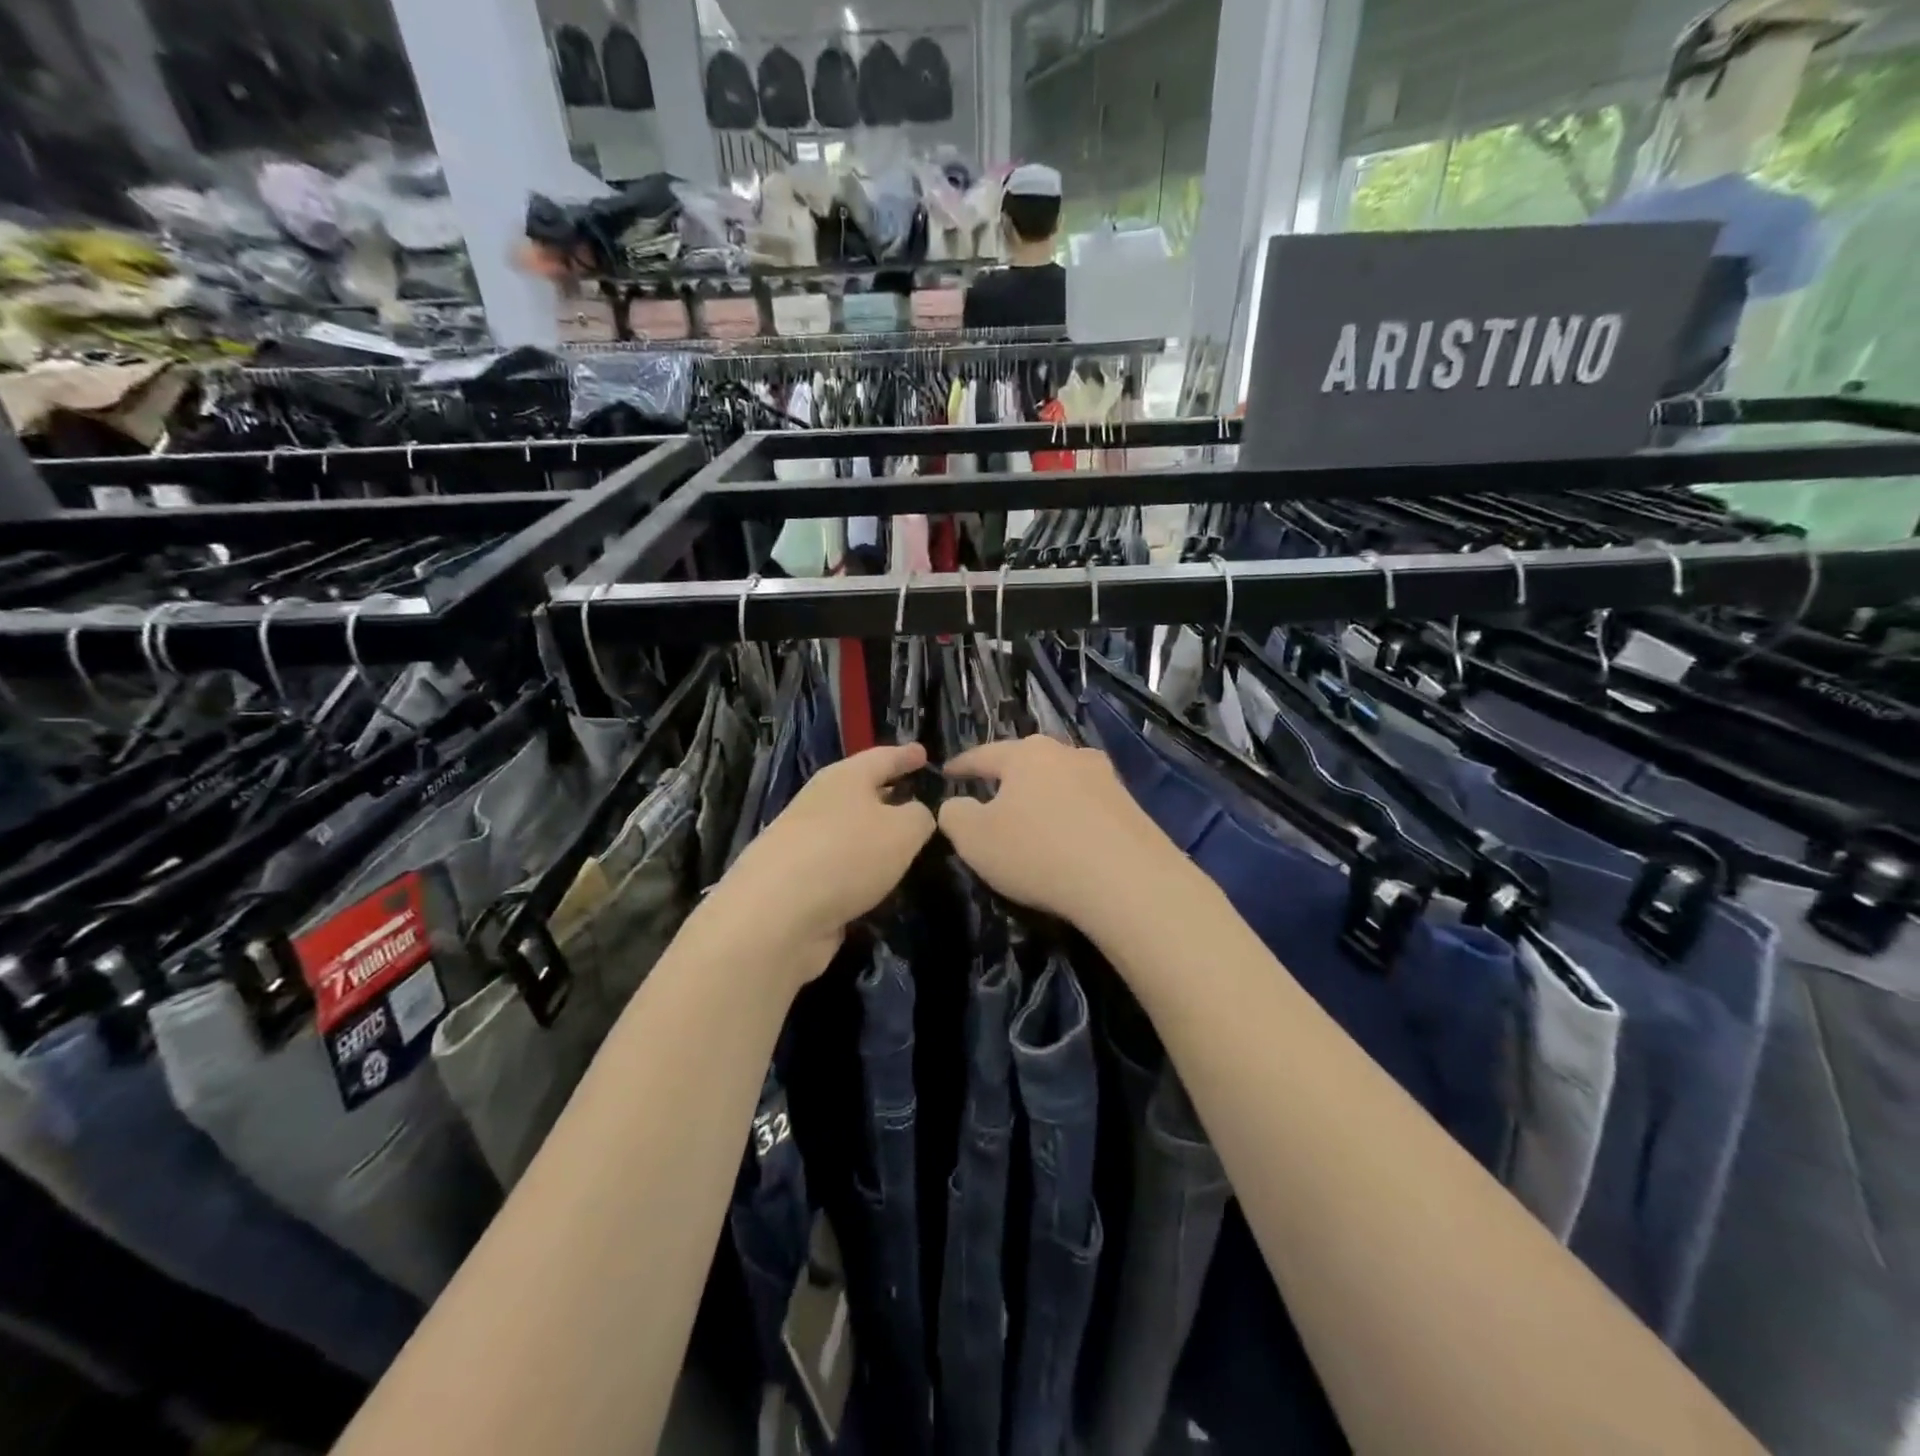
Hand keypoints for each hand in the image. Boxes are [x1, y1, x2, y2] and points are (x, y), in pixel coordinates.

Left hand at [713, 742, 937, 979]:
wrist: (775, 915)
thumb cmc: (847, 855)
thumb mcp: (903, 831)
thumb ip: (920, 817)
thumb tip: (916, 815)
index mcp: (844, 778)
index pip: (882, 757)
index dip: (906, 756)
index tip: (924, 753)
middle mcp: (820, 803)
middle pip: (861, 792)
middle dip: (889, 795)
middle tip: (920, 800)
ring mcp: (804, 842)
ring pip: (850, 831)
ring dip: (874, 836)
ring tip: (905, 845)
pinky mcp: (797, 881)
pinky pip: (840, 865)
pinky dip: (860, 869)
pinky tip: (878, 883)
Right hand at [937, 735, 1187, 926]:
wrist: (1129, 882)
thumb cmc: (1039, 853)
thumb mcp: (975, 839)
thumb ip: (955, 815)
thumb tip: (957, 804)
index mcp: (1028, 754)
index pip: (984, 754)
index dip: (962, 765)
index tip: (947, 772)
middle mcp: (1069, 754)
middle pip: (1029, 762)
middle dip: (1008, 778)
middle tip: (991, 795)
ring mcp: (1106, 778)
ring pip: (1062, 782)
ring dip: (1044, 798)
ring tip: (1032, 818)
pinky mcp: (1132, 807)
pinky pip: (1088, 807)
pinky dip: (1071, 818)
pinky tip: (1069, 839)